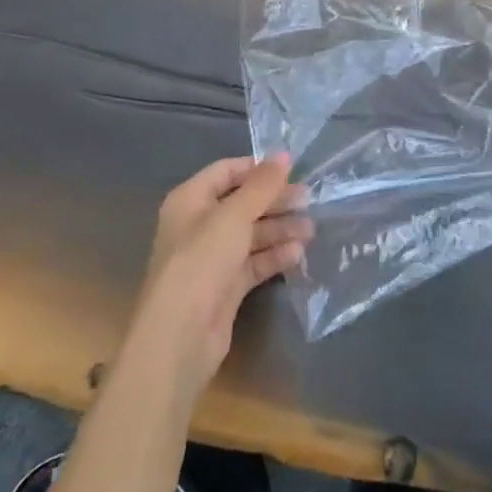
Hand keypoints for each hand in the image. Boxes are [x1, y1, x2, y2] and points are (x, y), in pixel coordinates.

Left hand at [126, 154, 310, 395]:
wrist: (179, 337)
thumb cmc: (201, 261)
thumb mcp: (234, 215)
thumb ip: (261, 185)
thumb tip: (284, 154)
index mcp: (190, 200)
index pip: (227, 172)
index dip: (257, 169)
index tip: (292, 170)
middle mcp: (199, 226)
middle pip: (242, 203)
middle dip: (274, 201)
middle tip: (309, 199)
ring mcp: (212, 259)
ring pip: (250, 235)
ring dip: (279, 229)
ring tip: (311, 229)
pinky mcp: (225, 288)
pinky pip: (253, 263)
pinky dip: (274, 257)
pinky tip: (298, 254)